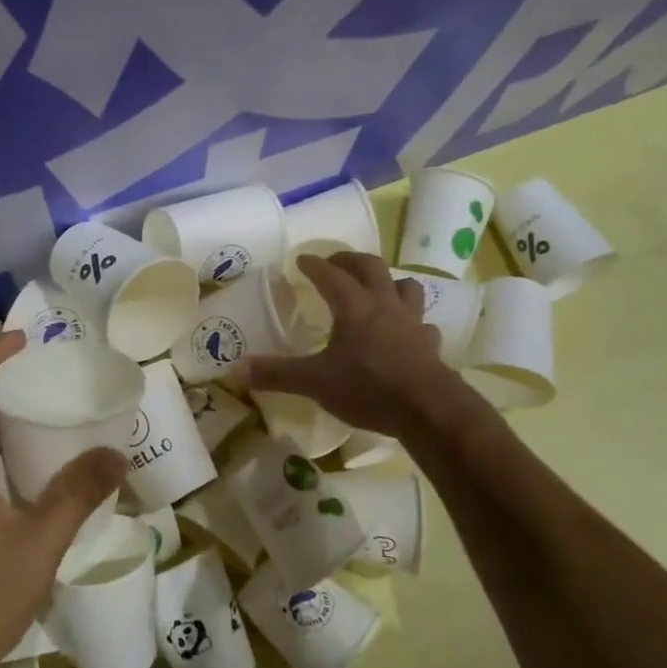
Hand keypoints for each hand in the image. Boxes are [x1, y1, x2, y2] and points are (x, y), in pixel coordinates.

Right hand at [245, 252, 448, 439]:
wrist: (427, 408)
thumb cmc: (368, 387)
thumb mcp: (315, 382)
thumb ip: (277, 374)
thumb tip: (237, 369)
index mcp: (353, 306)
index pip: (330, 275)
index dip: (314, 265)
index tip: (302, 259)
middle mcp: (384, 305)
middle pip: (371, 267)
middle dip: (351, 260)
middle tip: (336, 262)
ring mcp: (411, 323)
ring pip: (406, 287)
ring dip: (389, 283)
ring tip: (376, 289)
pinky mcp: (429, 344)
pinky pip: (422, 324)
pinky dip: (412, 323)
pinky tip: (406, 333)